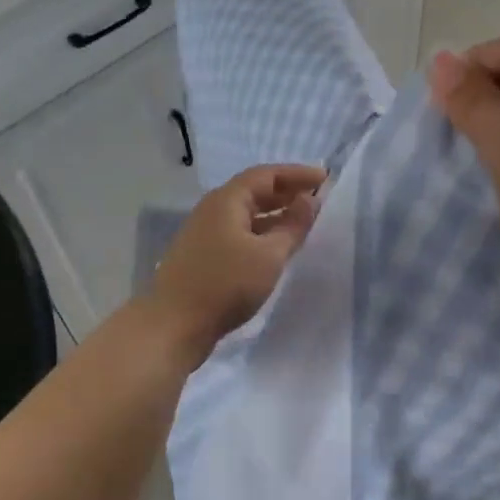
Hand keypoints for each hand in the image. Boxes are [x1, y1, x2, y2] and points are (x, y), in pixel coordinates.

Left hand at [148, 164, 324, 364]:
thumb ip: (292, 226)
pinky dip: (263, 233)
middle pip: (254, 191)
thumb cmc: (226, 284)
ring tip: (304, 222)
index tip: (324, 178)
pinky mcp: (204, 256)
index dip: (297, 174)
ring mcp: (205, 234)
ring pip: (247, 215)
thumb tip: (309, 202)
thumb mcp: (269, 255)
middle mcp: (213, 210)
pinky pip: (240, 233)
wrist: (174, 325)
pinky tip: (277, 248)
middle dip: (287, 192)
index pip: (266, 175)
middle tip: (318, 198)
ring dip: (276, 214)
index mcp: (227, 200)